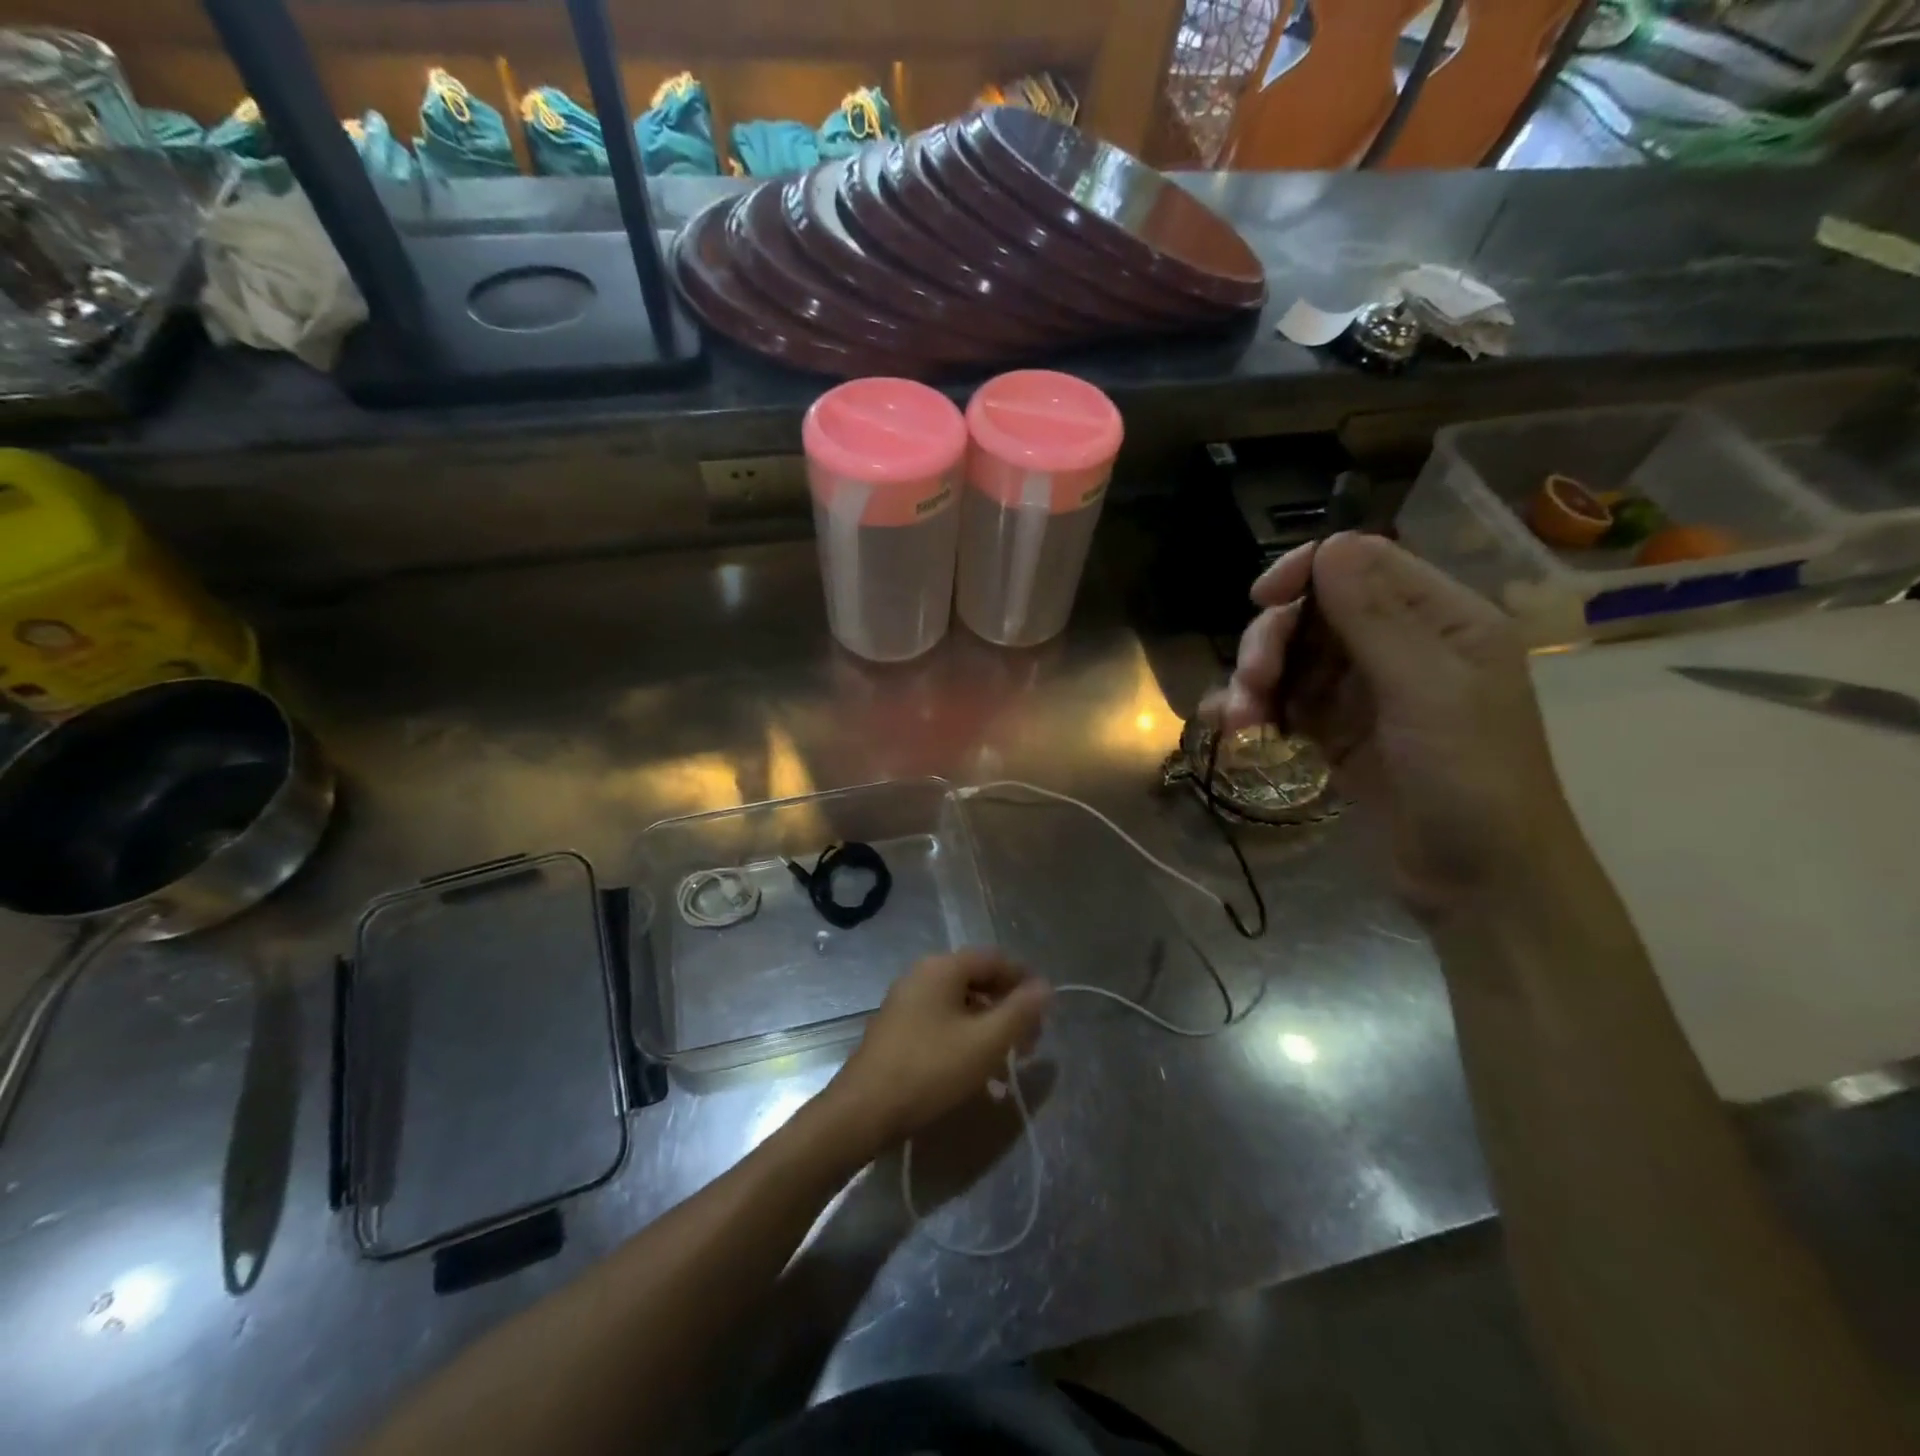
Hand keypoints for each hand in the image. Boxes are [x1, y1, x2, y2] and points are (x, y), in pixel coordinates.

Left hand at [820, 950, 1050, 1154]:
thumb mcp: (985, 1042)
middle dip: (1008, 1008)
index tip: (1046, 1011)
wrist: (864, 1111)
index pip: (995, 959)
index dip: (1025, 980)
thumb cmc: (930, 1069)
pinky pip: (943, 1022)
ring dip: (989, 1027)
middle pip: (978, 980)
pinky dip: (966, 1039)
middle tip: (1031, 1042)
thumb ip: (1020, 1012)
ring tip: (1009, 1062)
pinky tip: (978, 1074)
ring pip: (961, 1004)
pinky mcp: (899, 1029)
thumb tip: (1045, 987)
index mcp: (942, 968)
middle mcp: (923, 975)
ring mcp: (907, 1002)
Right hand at [1214, 533, 1582, 921]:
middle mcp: (1401, 648)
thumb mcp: (1426, 691)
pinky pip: (1286, 704)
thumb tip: (1330, 544)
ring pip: (1293, 661)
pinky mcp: (1338, 735)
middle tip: (1251, 685)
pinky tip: (1233, 729)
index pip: (1363, 564)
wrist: (1479, 884)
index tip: (1260, 600)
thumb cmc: (1470, 779)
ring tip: (1241, 723)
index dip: (1307, 572)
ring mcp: (1365, 694)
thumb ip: (1375, 617)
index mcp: (1442, 621)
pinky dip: (1256, 711)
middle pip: (1314, 615)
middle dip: (1273, 643)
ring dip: (1257, 683)